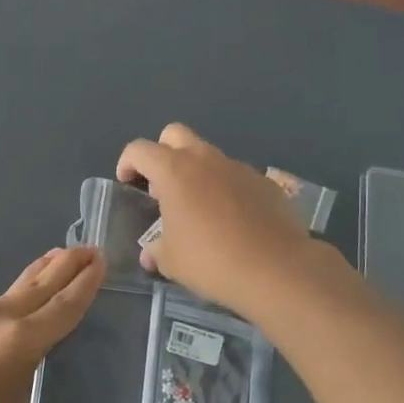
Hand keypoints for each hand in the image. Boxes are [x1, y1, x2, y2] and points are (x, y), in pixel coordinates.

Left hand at [0, 246, 104, 402]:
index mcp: (21, 344)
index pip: (64, 306)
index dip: (85, 283)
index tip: (100, 259)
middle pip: (38, 285)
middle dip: (65, 265)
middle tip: (87, 247)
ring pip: (9, 295)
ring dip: (33, 280)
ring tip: (49, 266)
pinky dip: (4, 307)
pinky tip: (1, 323)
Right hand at [117, 123, 332, 320]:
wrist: (276, 268)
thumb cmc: (211, 261)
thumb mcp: (171, 261)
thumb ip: (156, 250)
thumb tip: (151, 253)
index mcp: (174, 171)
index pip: (139, 149)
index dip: (127, 163)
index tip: (128, 184)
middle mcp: (205, 159)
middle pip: (175, 134)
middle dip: (162, 153)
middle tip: (162, 187)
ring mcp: (238, 168)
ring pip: (209, 156)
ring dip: (197, 173)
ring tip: (199, 210)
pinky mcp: (265, 182)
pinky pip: (236, 177)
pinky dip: (227, 190)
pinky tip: (232, 221)